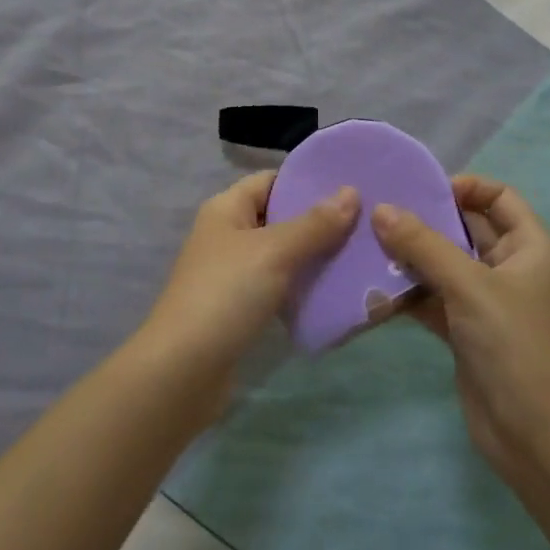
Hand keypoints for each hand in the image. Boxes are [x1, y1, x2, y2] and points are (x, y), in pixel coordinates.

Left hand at [136, 172, 358, 403]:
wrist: (184, 370)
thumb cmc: (226, 294)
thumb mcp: (274, 251)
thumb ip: (314, 224)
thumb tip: (351, 191)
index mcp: (226, 208)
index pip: (271, 180)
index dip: (307, 180)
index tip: (351, 186)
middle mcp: (226, 234)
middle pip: (278, 217)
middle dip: (318, 221)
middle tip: (365, 224)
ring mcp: (231, 273)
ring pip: (281, 255)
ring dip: (314, 256)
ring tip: (359, 257)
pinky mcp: (239, 309)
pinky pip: (277, 287)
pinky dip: (302, 287)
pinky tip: (334, 293)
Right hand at [373, 175, 549, 489]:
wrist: (536, 437)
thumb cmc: (514, 345)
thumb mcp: (469, 286)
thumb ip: (423, 245)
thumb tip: (381, 209)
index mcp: (530, 248)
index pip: (500, 198)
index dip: (466, 187)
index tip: (423, 192)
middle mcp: (511, 269)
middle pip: (467, 229)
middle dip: (426, 220)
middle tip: (380, 212)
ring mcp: (487, 302)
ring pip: (445, 264)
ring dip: (411, 256)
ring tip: (369, 244)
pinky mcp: (466, 331)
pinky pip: (433, 298)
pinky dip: (409, 291)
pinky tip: (373, 286)